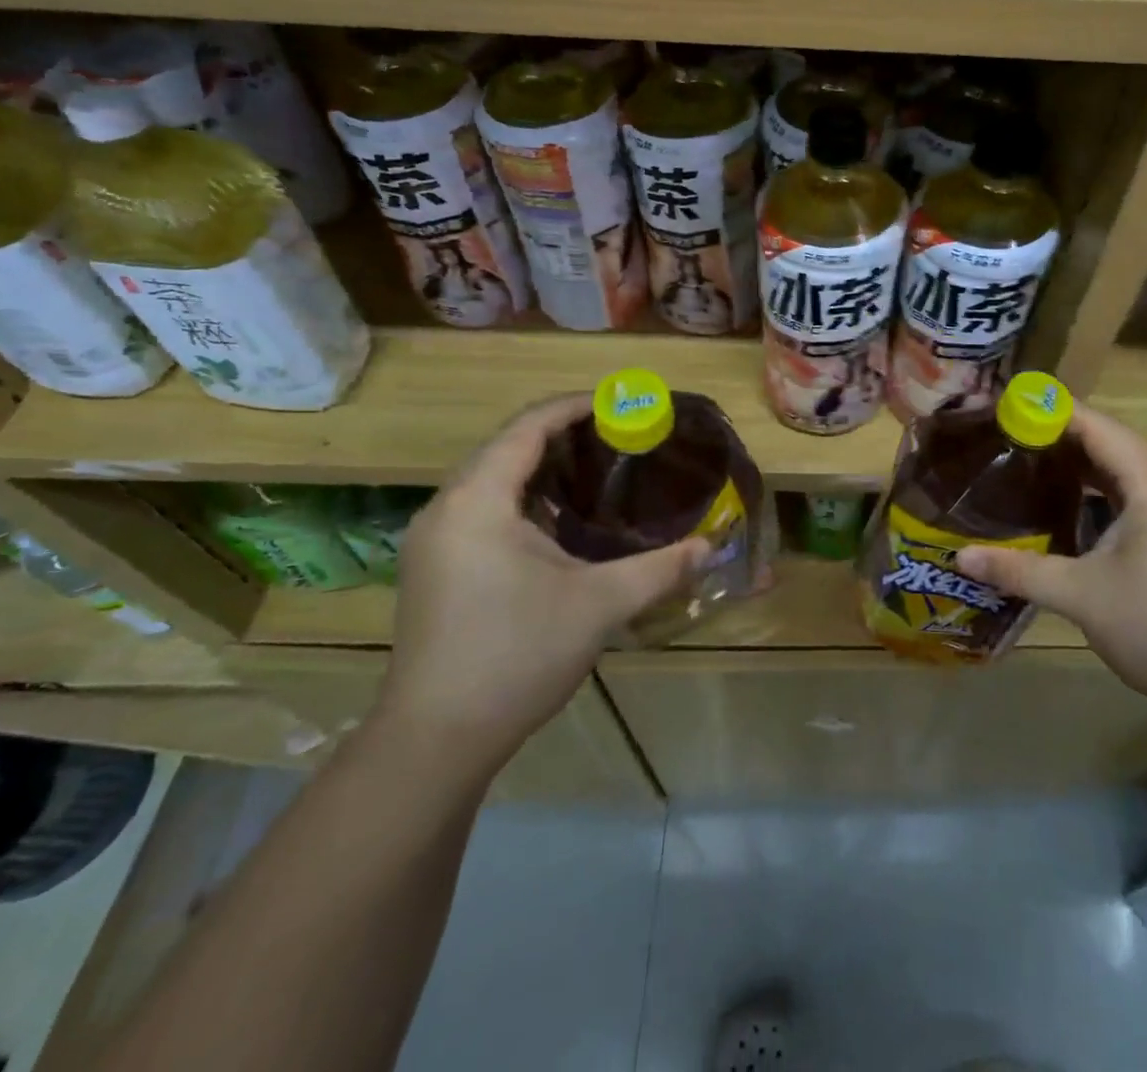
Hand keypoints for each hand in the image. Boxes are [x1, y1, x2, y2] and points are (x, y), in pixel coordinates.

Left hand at [374, 396, 705, 780]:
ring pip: (491, 480)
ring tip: (596, 471)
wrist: (435, 741)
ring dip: (541, 468)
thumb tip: (712, 546)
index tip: (621, 404)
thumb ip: (661, 568)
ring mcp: (434, 542)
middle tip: (618, 437)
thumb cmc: (516, 655)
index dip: (574, 407)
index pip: (527, 427)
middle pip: (506, 447)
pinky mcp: (434, 570)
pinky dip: (523, 500)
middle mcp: (446, 509)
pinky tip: (559, 523)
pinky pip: (482, 510)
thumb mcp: (600, 605)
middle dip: (561, 435)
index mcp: (478, 501)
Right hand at [957, 402, 1146, 719]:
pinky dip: (1099, 491)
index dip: (1053, 412)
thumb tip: (960, 557)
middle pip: (1112, 443)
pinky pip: (1134, 495)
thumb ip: (1019, 570)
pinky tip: (1066, 505)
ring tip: (1028, 462)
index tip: (1007, 406)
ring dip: (1080, 465)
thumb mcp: (1081, 596)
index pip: (1098, 428)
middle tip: (1007, 436)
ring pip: (1124, 471)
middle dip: (1060, 436)